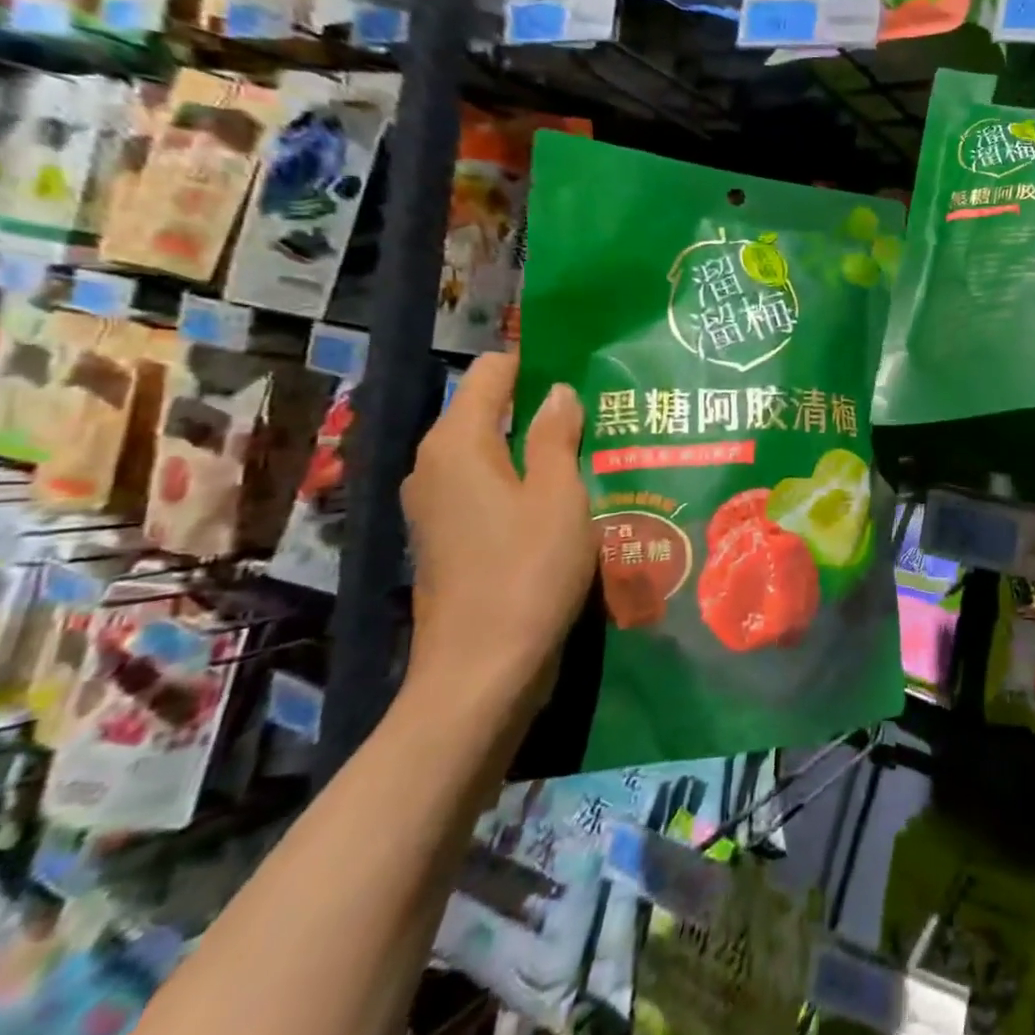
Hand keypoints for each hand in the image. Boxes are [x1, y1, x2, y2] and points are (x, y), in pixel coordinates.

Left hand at [400, 353, 591, 717]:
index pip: (491, 372)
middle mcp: (434, 465)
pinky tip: (567, 499)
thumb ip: (555, 434)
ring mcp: (436, 505)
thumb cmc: (527, 572)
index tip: (585, 372)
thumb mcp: (558, 495)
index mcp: (456, 443)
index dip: (536, 363)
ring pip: (492, 453)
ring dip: (537, 449)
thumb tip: (556, 391)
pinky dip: (523, 482)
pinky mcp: (448, 538)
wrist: (482, 671)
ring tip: (593, 453)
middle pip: (489, 411)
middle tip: (601, 414)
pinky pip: (488, 488)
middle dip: (541, 408)